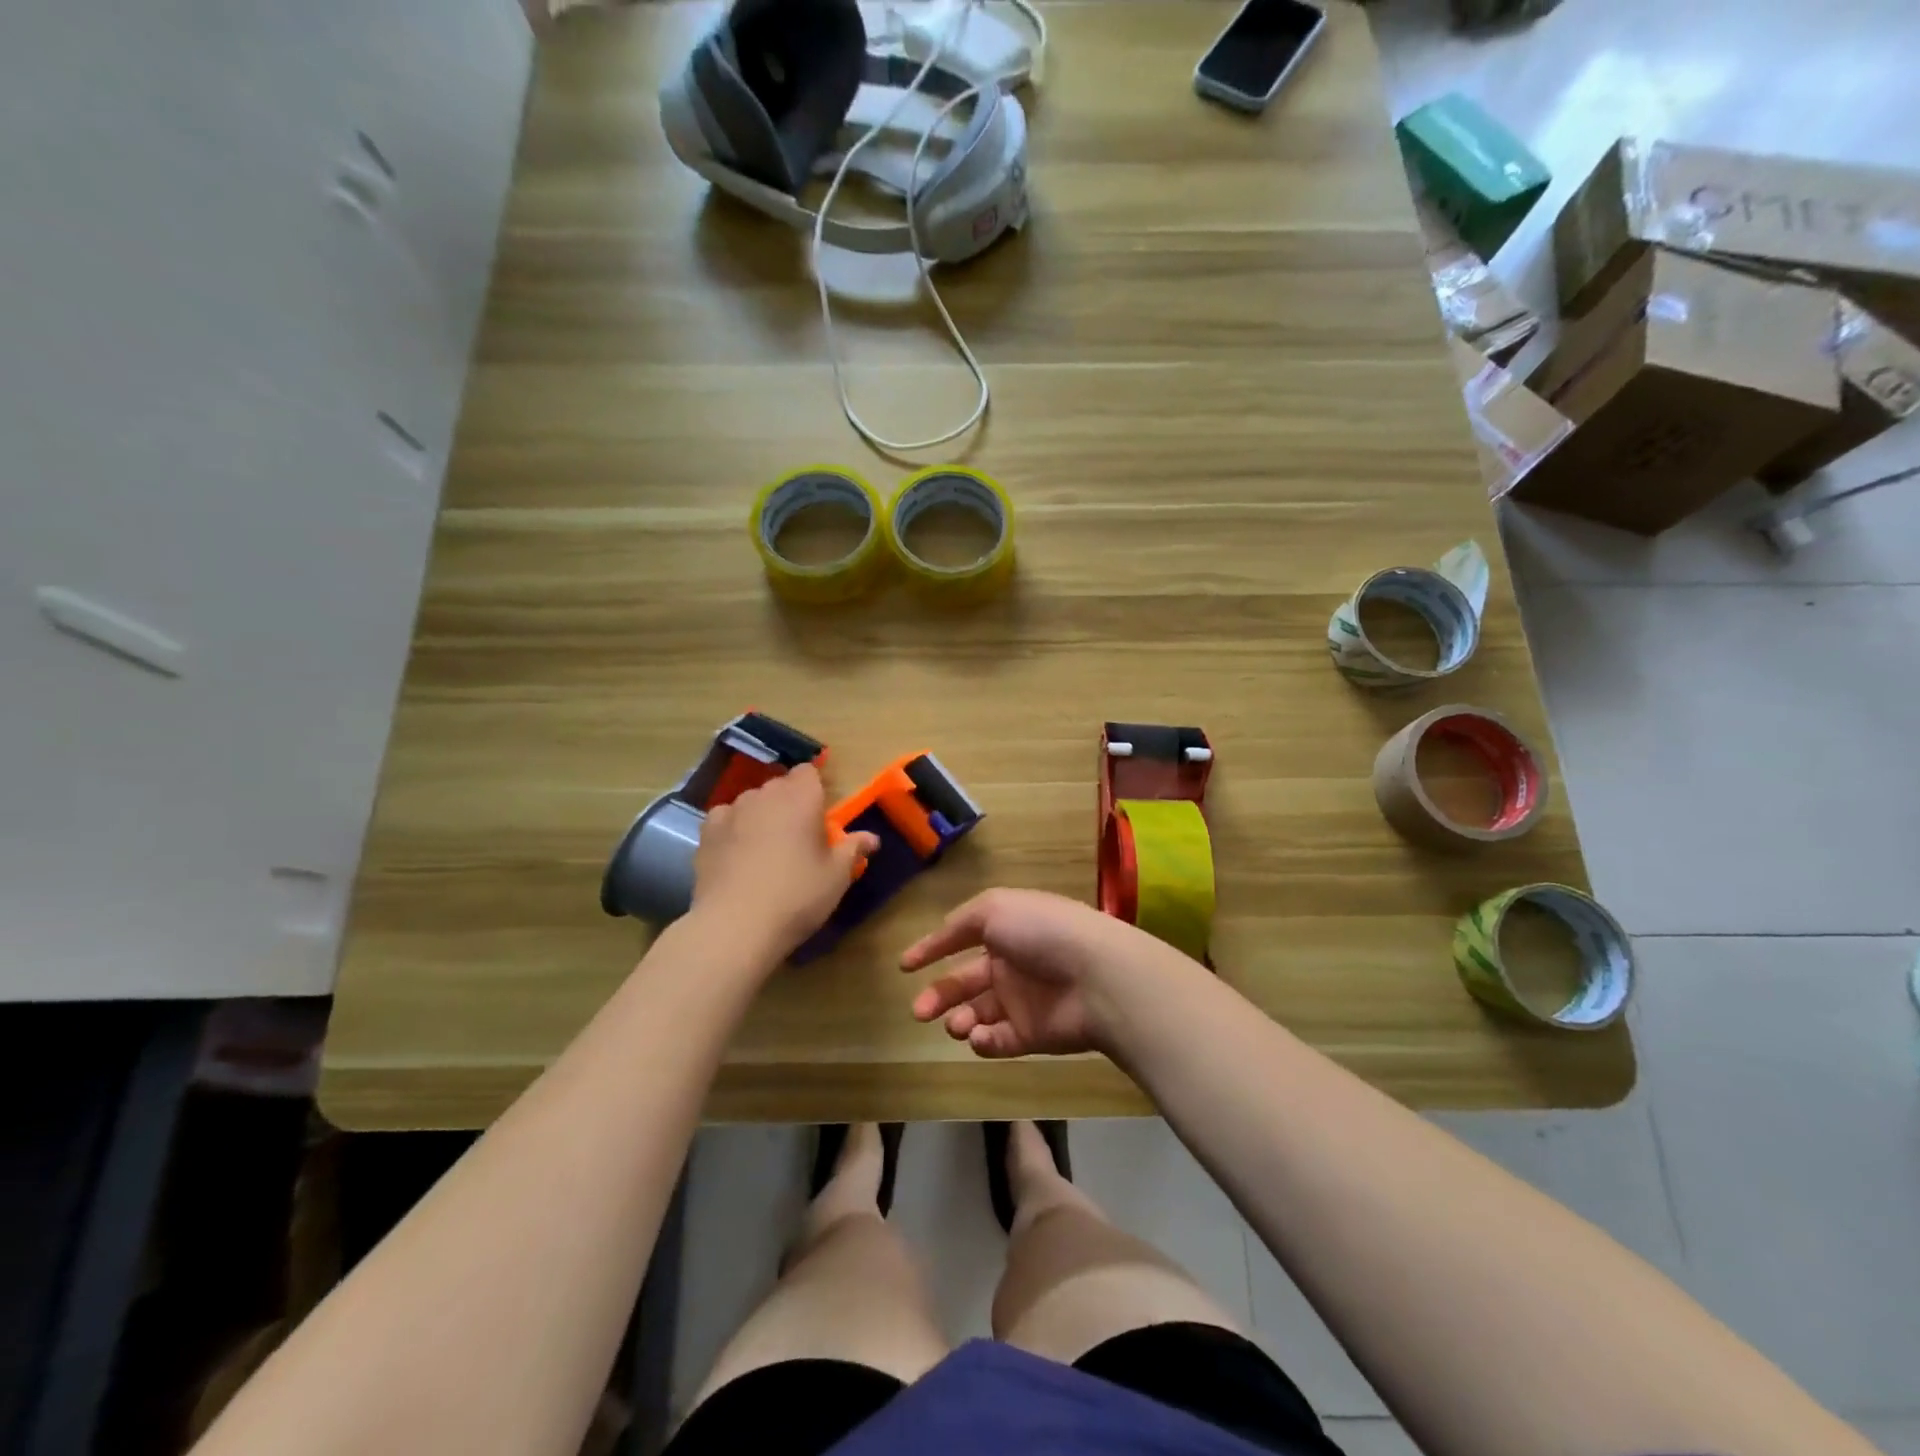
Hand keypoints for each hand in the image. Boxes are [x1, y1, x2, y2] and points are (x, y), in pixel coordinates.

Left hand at [690, 764, 878, 961]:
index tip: (820, 814)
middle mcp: (765, 794)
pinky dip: (733, 829)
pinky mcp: (706, 833)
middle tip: (799, 837)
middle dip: (790, 802)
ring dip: (761, 815)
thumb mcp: (837, 876)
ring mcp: (731, 811)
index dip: (814, 788)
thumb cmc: (798, 895)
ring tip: (766, 848)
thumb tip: (872, 838)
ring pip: (751, 802)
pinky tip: (737, 853)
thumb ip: (853, 849)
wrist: (736, 925)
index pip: (808, 772)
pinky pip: (725, 819)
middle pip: (780, 786)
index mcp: (801, 797)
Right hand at [901, 888, 1160, 1057]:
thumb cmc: (1042, 932)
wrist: (1096, 977)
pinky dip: (983, 1041)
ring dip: (959, 1019)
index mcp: (1006, 929)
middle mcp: (1012, 963)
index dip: (933, 948)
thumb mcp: (994, 908)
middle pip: (965, 982)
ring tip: (955, 1024)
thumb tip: (938, 937)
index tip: (905, 966)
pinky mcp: (1032, 1034)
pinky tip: (978, 1036)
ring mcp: (1022, 1000)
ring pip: (978, 1013)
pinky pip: (998, 1040)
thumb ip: (960, 923)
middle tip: (919, 1011)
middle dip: (938, 996)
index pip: (962, 937)